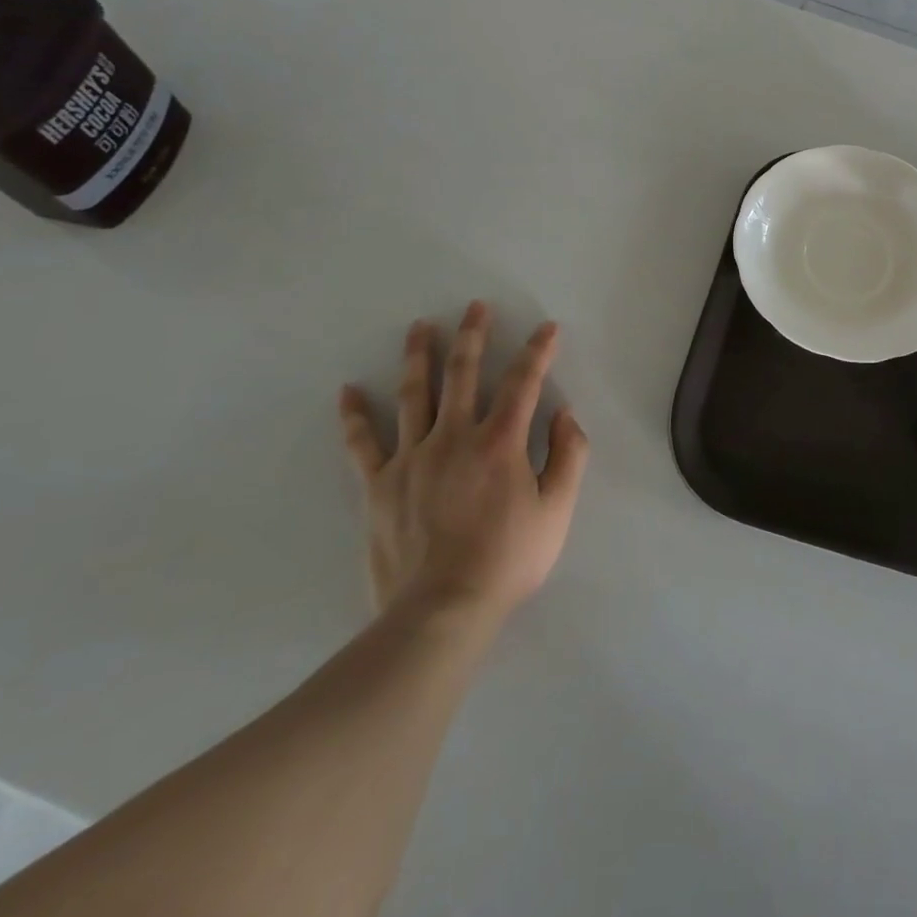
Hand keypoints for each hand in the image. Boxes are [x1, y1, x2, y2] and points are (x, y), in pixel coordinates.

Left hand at [338, 302, 588, 623]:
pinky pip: (363, 443)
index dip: (537, 351)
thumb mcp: (557, 511)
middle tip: (475, 306)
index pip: (523, 382)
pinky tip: (348, 391)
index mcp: (500, 442)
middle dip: (473, 335)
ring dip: (419, 355)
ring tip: (419, 326)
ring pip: (415, 394)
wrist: (441, 610)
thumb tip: (565, 414)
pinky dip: (354, 416)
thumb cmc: (508, 560)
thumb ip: (569, 456)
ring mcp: (412, 457)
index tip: (546, 328)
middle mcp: (455, 437)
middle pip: (463, 373)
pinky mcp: (381, 484)